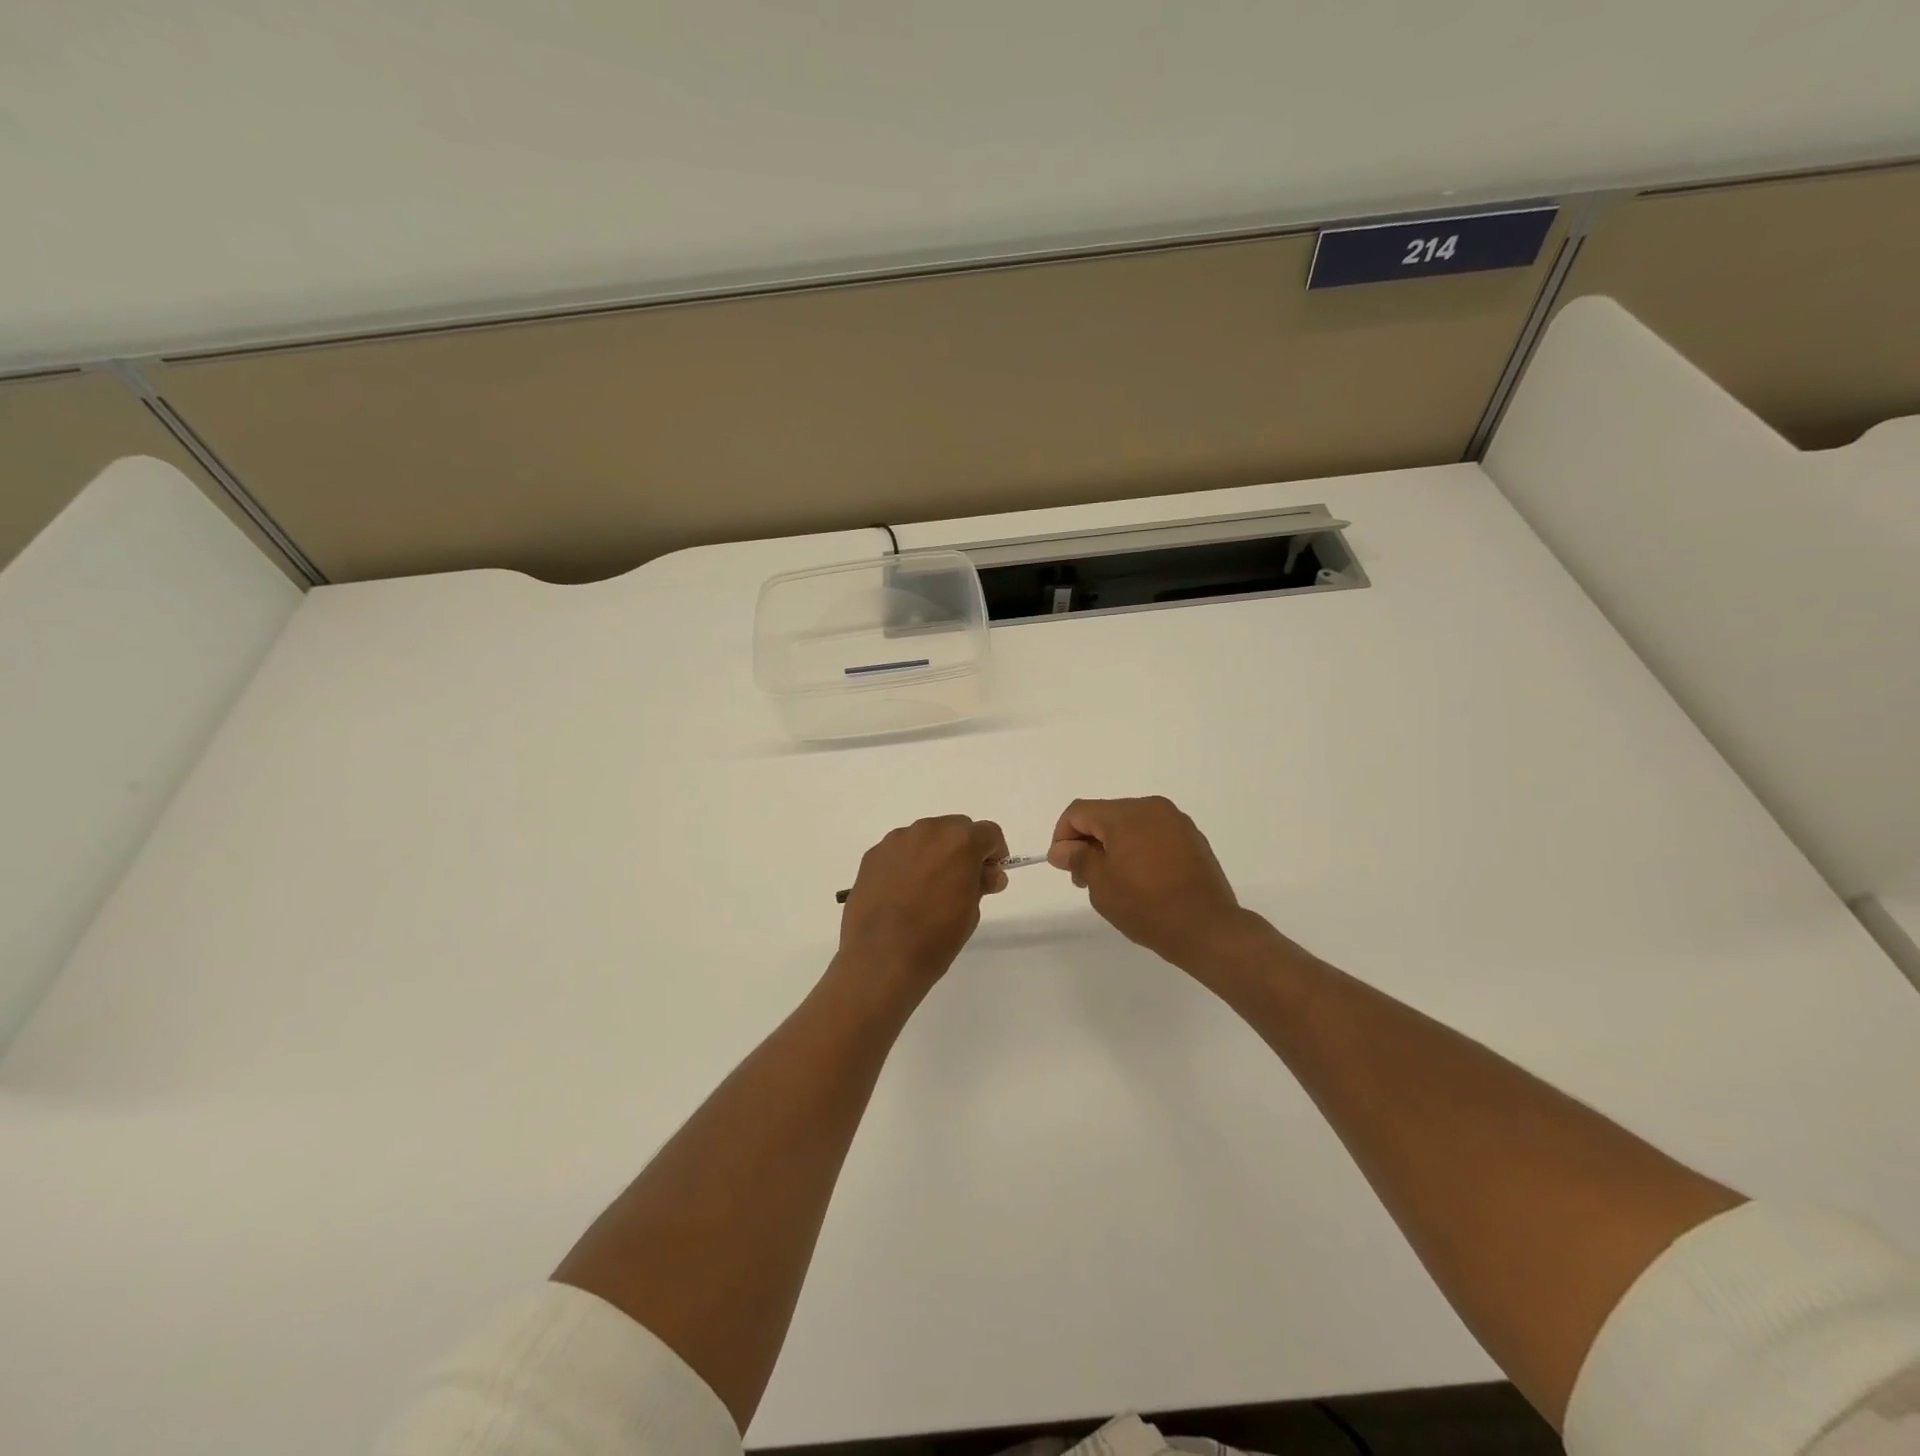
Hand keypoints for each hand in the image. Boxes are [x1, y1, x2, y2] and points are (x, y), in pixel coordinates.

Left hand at [836, 816, 1009, 993]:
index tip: (989, 876)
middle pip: (955, 828)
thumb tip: (987, 874)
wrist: (882, 959)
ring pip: (925, 837)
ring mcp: (896, 840)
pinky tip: (902, 893)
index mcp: (960, 841)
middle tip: (960, 882)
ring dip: (933, 853)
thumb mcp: (971, 912)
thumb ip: (981, 883)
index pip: (989, 833)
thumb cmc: (936, 938)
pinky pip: (900, 851)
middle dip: (963, 849)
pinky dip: (907, 863)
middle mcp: (928, 830)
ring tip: (927, 889)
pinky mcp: (873, 855)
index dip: (994, 854)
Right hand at [1048, 796, 1247, 971]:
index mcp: (1127, 814)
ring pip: (1130, 825)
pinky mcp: (1192, 840)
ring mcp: (1176, 823)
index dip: (1062, 836)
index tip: (1063, 866)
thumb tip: (1061, 849)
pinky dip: (1138, 850)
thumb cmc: (1147, 906)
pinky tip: (1141, 881)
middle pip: (1105, 816)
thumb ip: (1078, 859)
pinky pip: (1153, 836)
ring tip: (1113, 883)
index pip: (1079, 812)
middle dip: (1088, 842)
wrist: (1208, 929)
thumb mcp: (1101, 884)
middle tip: (1084, 880)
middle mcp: (1152, 808)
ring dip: (1113, 847)